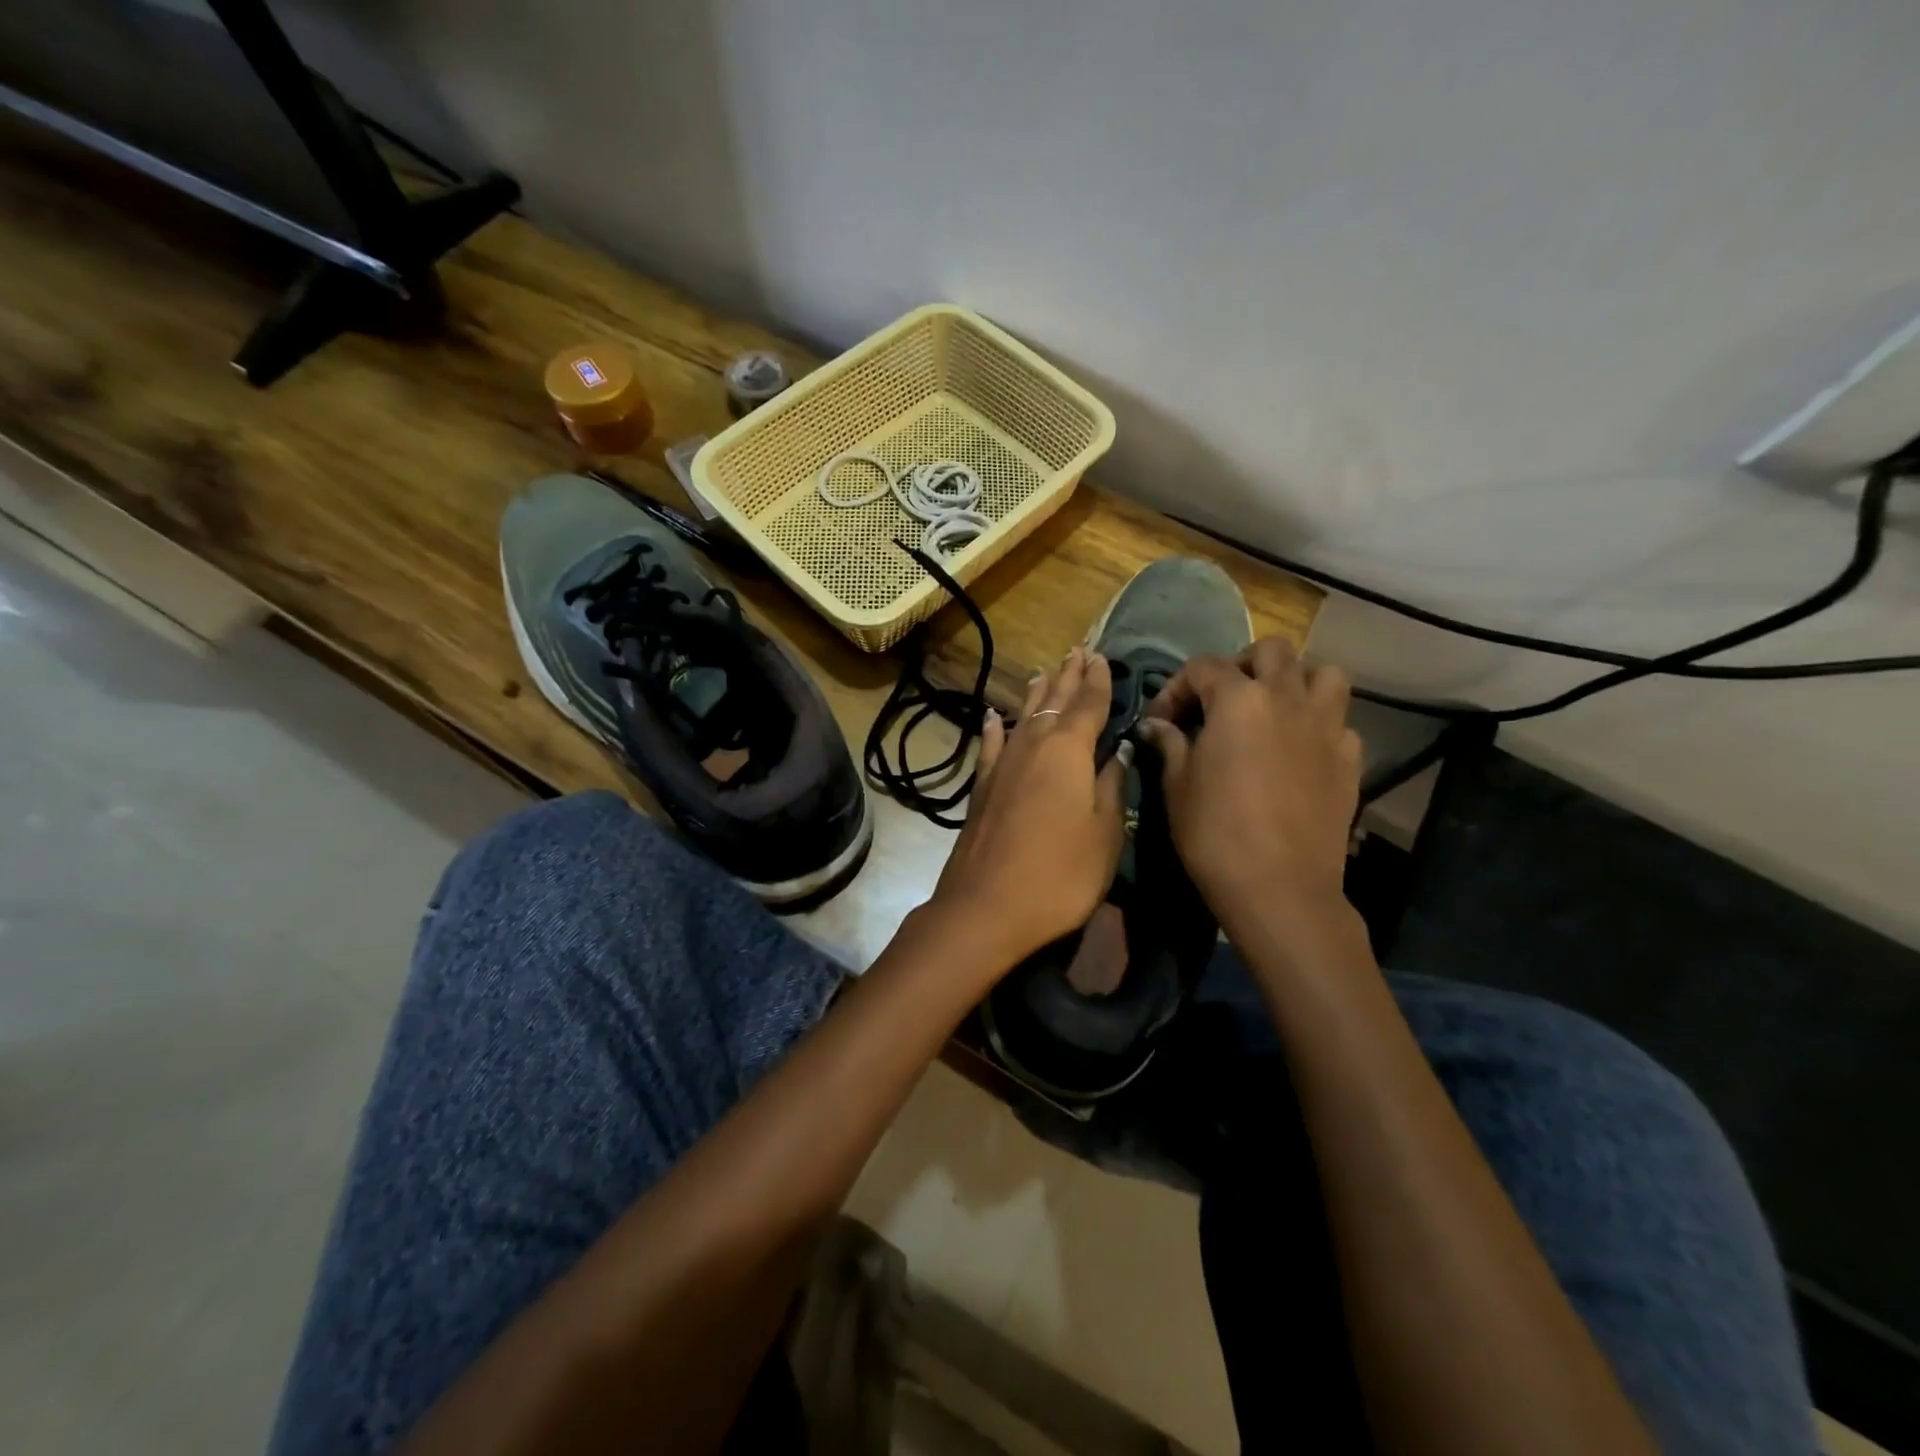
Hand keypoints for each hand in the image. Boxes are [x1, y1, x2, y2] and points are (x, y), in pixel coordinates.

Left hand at [928, 646, 1129, 974]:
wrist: (986, 906)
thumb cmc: (1060, 874)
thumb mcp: (1105, 834)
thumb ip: (1113, 786)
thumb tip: (1120, 750)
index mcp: (1069, 751)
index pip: (1089, 704)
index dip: (1099, 680)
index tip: (1102, 656)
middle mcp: (1033, 745)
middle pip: (1054, 701)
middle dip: (1069, 675)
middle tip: (1079, 650)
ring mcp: (1002, 764)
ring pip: (1023, 716)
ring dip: (1037, 694)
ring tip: (1045, 672)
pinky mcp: (981, 786)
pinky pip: (991, 744)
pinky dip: (995, 728)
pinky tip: (993, 717)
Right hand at [1137, 639, 1361, 926]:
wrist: (1280, 887)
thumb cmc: (1215, 833)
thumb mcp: (1177, 786)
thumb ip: (1169, 744)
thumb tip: (1157, 726)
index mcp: (1239, 700)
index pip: (1203, 667)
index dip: (1175, 689)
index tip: (1161, 722)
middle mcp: (1287, 698)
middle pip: (1271, 651)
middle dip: (1241, 665)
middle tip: (1221, 699)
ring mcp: (1326, 726)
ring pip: (1322, 672)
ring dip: (1295, 679)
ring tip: (1273, 707)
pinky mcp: (1349, 758)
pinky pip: (1339, 721)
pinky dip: (1318, 723)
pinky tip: (1299, 750)